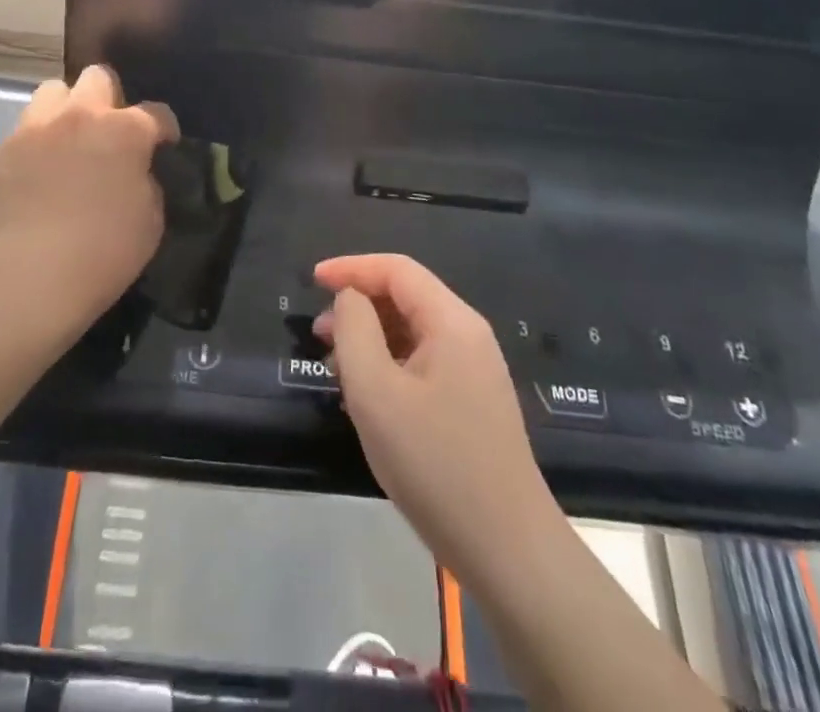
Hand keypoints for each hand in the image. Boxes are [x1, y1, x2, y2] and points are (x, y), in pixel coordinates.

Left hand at [0, 66, 178, 326]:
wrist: (31, 276)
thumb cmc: (105, 251)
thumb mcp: (151, 220)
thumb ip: (146, 183)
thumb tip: (136, 174)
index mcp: (124, 130)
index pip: (156, 112)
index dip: (164, 128)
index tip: (165, 144)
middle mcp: (81, 116)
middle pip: (98, 78)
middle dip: (109, 98)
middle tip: (109, 131)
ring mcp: (37, 128)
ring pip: (53, 90)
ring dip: (66, 109)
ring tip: (69, 139)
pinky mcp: (3, 150)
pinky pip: (24, 129)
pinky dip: (36, 141)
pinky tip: (38, 169)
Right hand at [314, 254, 555, 583]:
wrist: (508, 551)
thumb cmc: (435, 464)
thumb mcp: (376, 392)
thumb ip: (355, 330)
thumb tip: (350, 299)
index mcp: (452, 322)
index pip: (396, 270)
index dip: (351, 267)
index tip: (311, 280)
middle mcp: (468, 335)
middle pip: (406, 297)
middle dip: (359, 306)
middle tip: (319, 336)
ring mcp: (475, 370)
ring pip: (413, 332)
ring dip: (371, 338)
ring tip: (337, 370)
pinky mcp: (473, 402)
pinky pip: (424, 362)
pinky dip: (390, 364)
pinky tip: (369, 397)